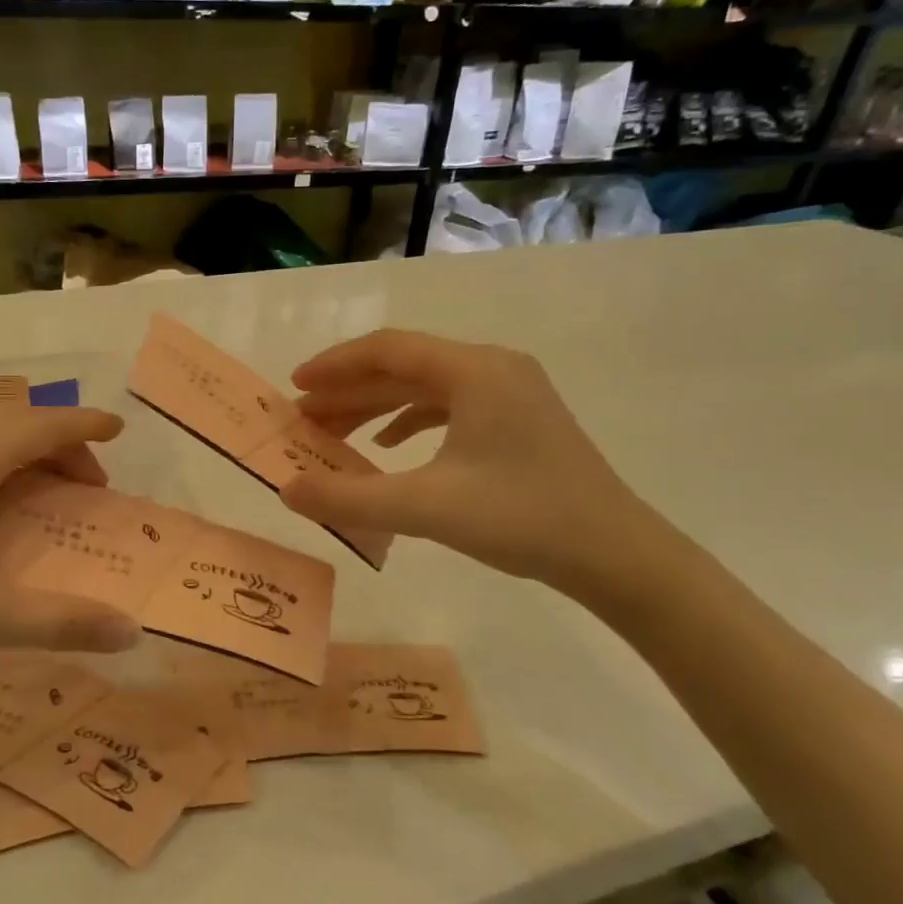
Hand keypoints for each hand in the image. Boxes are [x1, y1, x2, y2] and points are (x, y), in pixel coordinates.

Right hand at [282, 331, 661, 593]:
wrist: (615, 554)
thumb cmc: (522, 518)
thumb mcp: (425, 507)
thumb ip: (349, 497)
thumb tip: (286, 490)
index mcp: (474, 371)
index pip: (387, 349)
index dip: (334, 365)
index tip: (293, 388)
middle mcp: (492, 368)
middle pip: (403, 367)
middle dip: (348, 391)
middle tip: (303, 419)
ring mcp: (510, 393)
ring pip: (425, 388)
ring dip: (374, 407)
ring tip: (332, 433)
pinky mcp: (517, 421)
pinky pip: (448, 407)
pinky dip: (408, 421)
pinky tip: (386, 445)